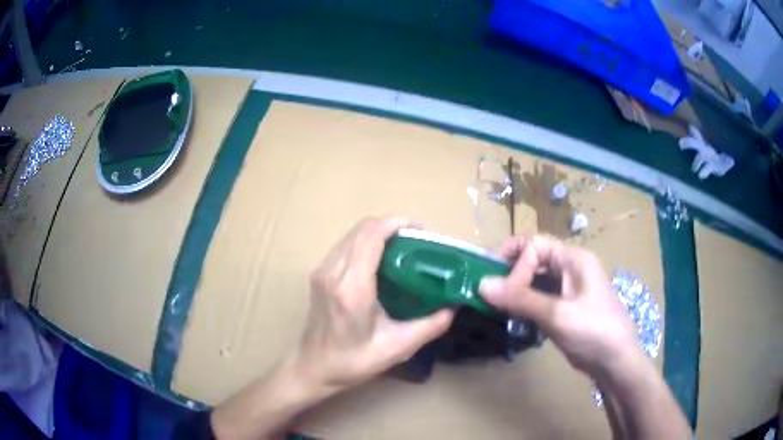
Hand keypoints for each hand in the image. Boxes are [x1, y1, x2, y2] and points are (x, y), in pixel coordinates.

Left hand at [295, 217, 453, 394]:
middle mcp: (333, 272)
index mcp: (352, 288)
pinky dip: (363, 242)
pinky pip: (344, 246)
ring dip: (376, 232)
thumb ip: (429, 326)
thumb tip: (454, 307)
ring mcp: (322, 271)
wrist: (314, 368)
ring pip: (351, 235)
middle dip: (389, 225)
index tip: (419, 229)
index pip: (370, 236)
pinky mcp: (318, 275)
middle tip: (416, 239)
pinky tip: (379, 258)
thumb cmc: (354, 362)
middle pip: (361, 229)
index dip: (395, 224)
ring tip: (401, 246)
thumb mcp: (397, 348)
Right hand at [480, 235, 643, 378]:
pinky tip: (517, 317)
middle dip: (513, 273)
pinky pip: (542, 296)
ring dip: (518, 290)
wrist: (615, 362)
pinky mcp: (568, 306)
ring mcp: (571, 287)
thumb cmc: (592, 332)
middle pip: (536, 258)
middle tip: (493, 294)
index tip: (503, 291)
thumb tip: (481, 284)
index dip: (517, 264)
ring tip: (500, 307)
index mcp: (574, 259)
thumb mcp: (556, 315)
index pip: (535, 246)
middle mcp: (572, 267)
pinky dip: (527, 303)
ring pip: (538, 279)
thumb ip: (520, 299)